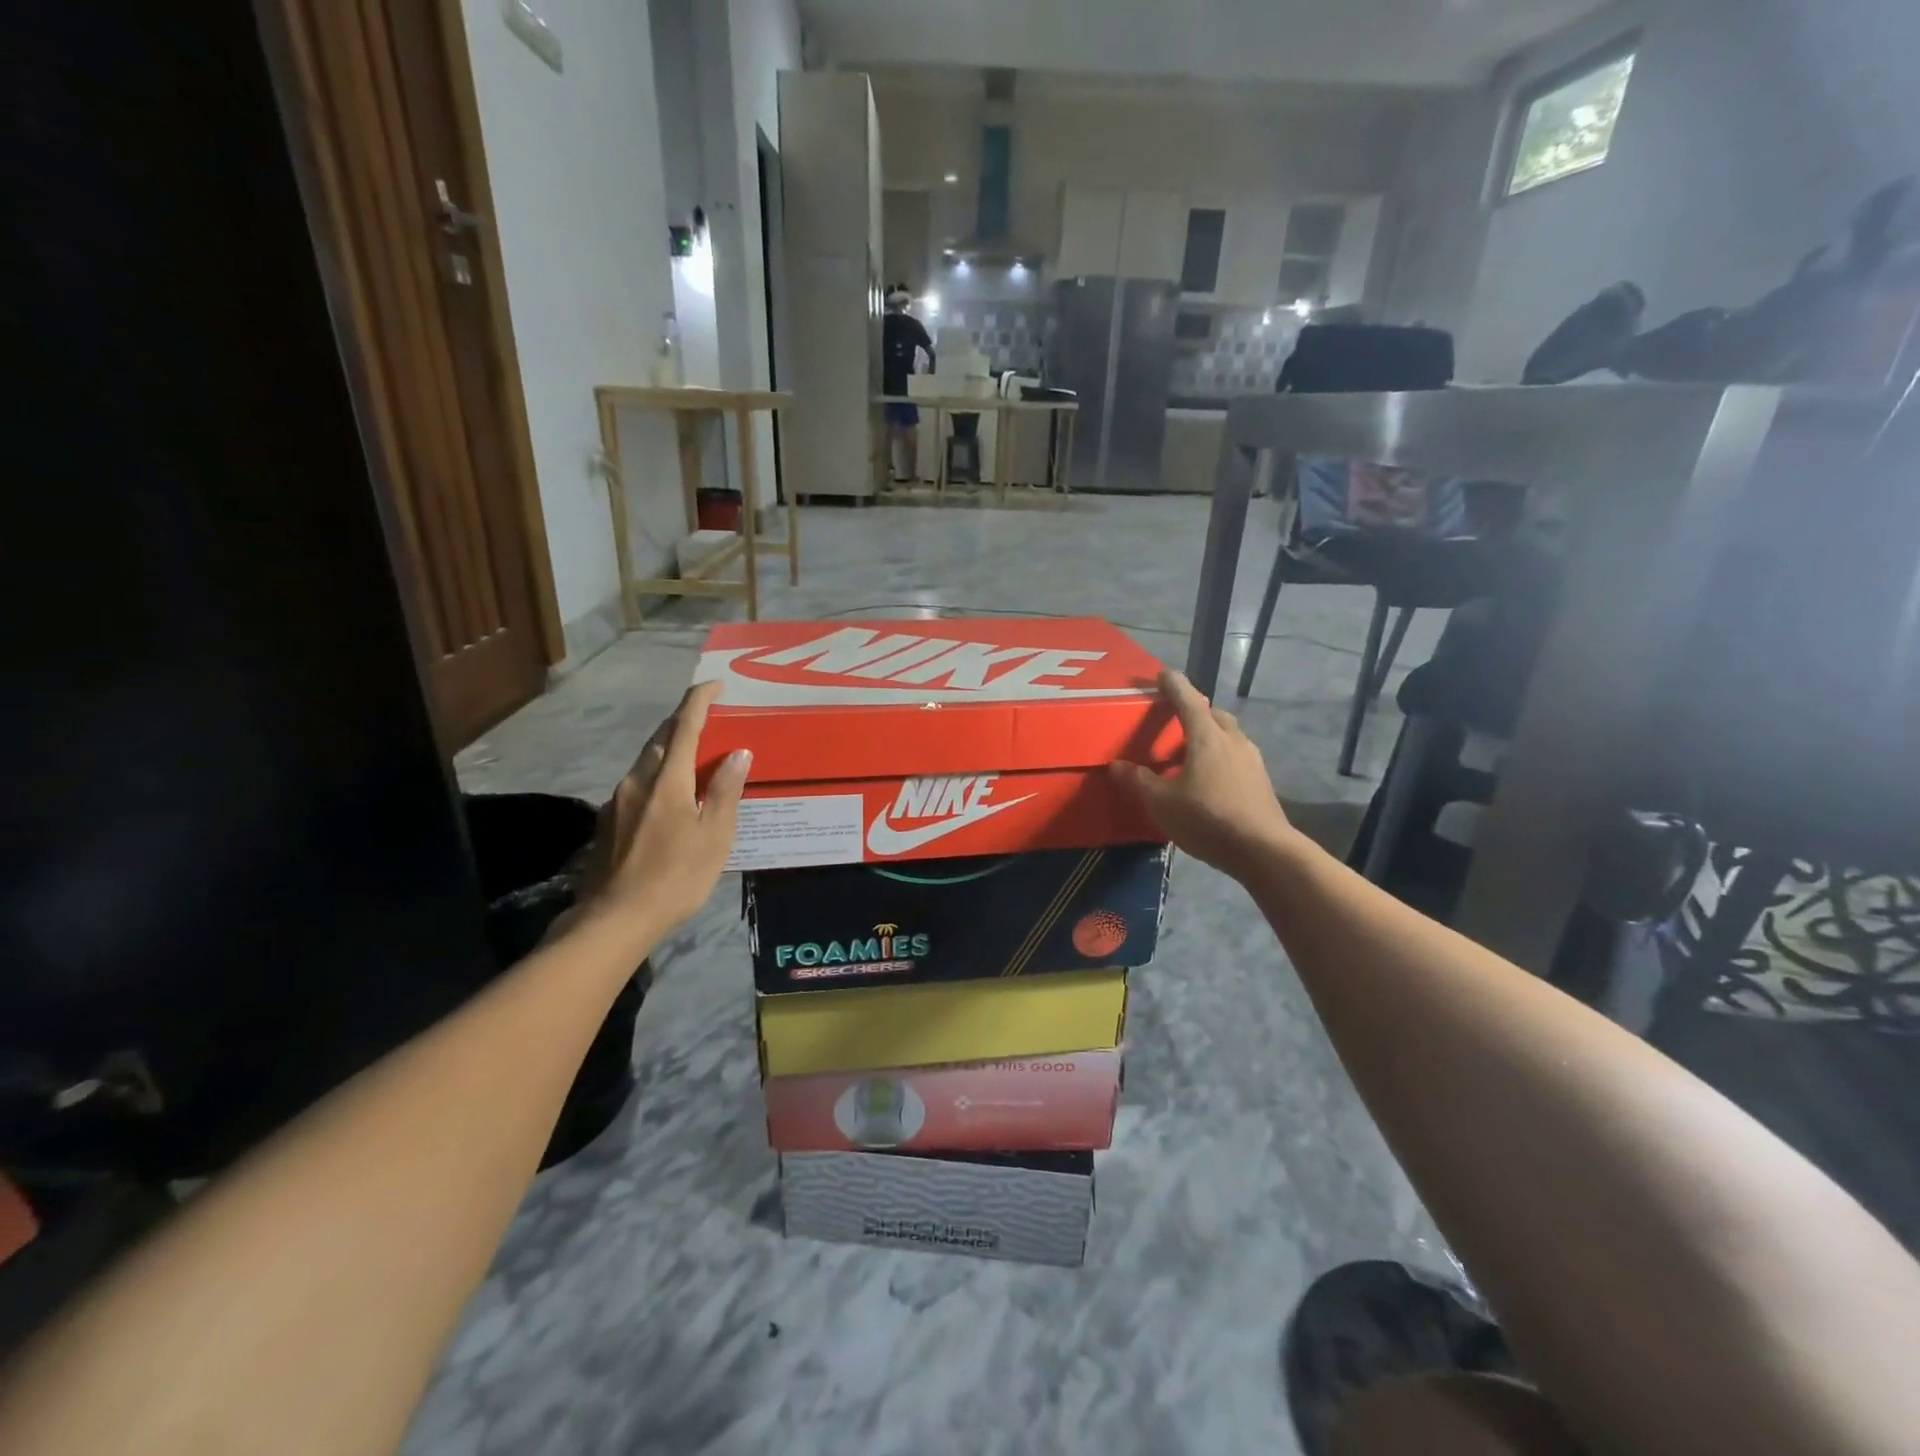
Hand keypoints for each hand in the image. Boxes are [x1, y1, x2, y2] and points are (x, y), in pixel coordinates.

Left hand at [575, 682, 749, 945]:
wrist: (614, 918)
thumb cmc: (675, 876)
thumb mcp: (714, 836)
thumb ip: (725, 791)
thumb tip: (738, 752)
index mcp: (667, 780)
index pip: (685, 726)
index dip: (699, 700)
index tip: (714, 684)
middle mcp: (638, 780)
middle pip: (662, 738)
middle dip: (684, 721)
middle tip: (710, 719)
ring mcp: (618, 800)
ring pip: (647, 760)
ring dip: (671, 749)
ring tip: (697, 757)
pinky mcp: (609, 820)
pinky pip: (639, 783)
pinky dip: (660, 775)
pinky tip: (673, 796)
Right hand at [1110, 669, 1295, 879]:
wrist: (1263, 850)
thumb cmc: (1208, 818)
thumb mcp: (1162, 803)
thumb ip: (1138, 782)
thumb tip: (1116, 766)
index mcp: (1207, 737)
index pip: (1188, 701)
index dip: (1174, 685)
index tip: (1163, 674)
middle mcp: (1233, 740)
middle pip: (1213, 715)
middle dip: (1195, 711)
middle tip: (1175, 719)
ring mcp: (1252, 760)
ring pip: (1228, 736)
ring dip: (1209, 736)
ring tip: (1188, 754)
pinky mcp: (1261, 781)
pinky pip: (1236, 757)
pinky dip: (1220, 757)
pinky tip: (1208, 779)